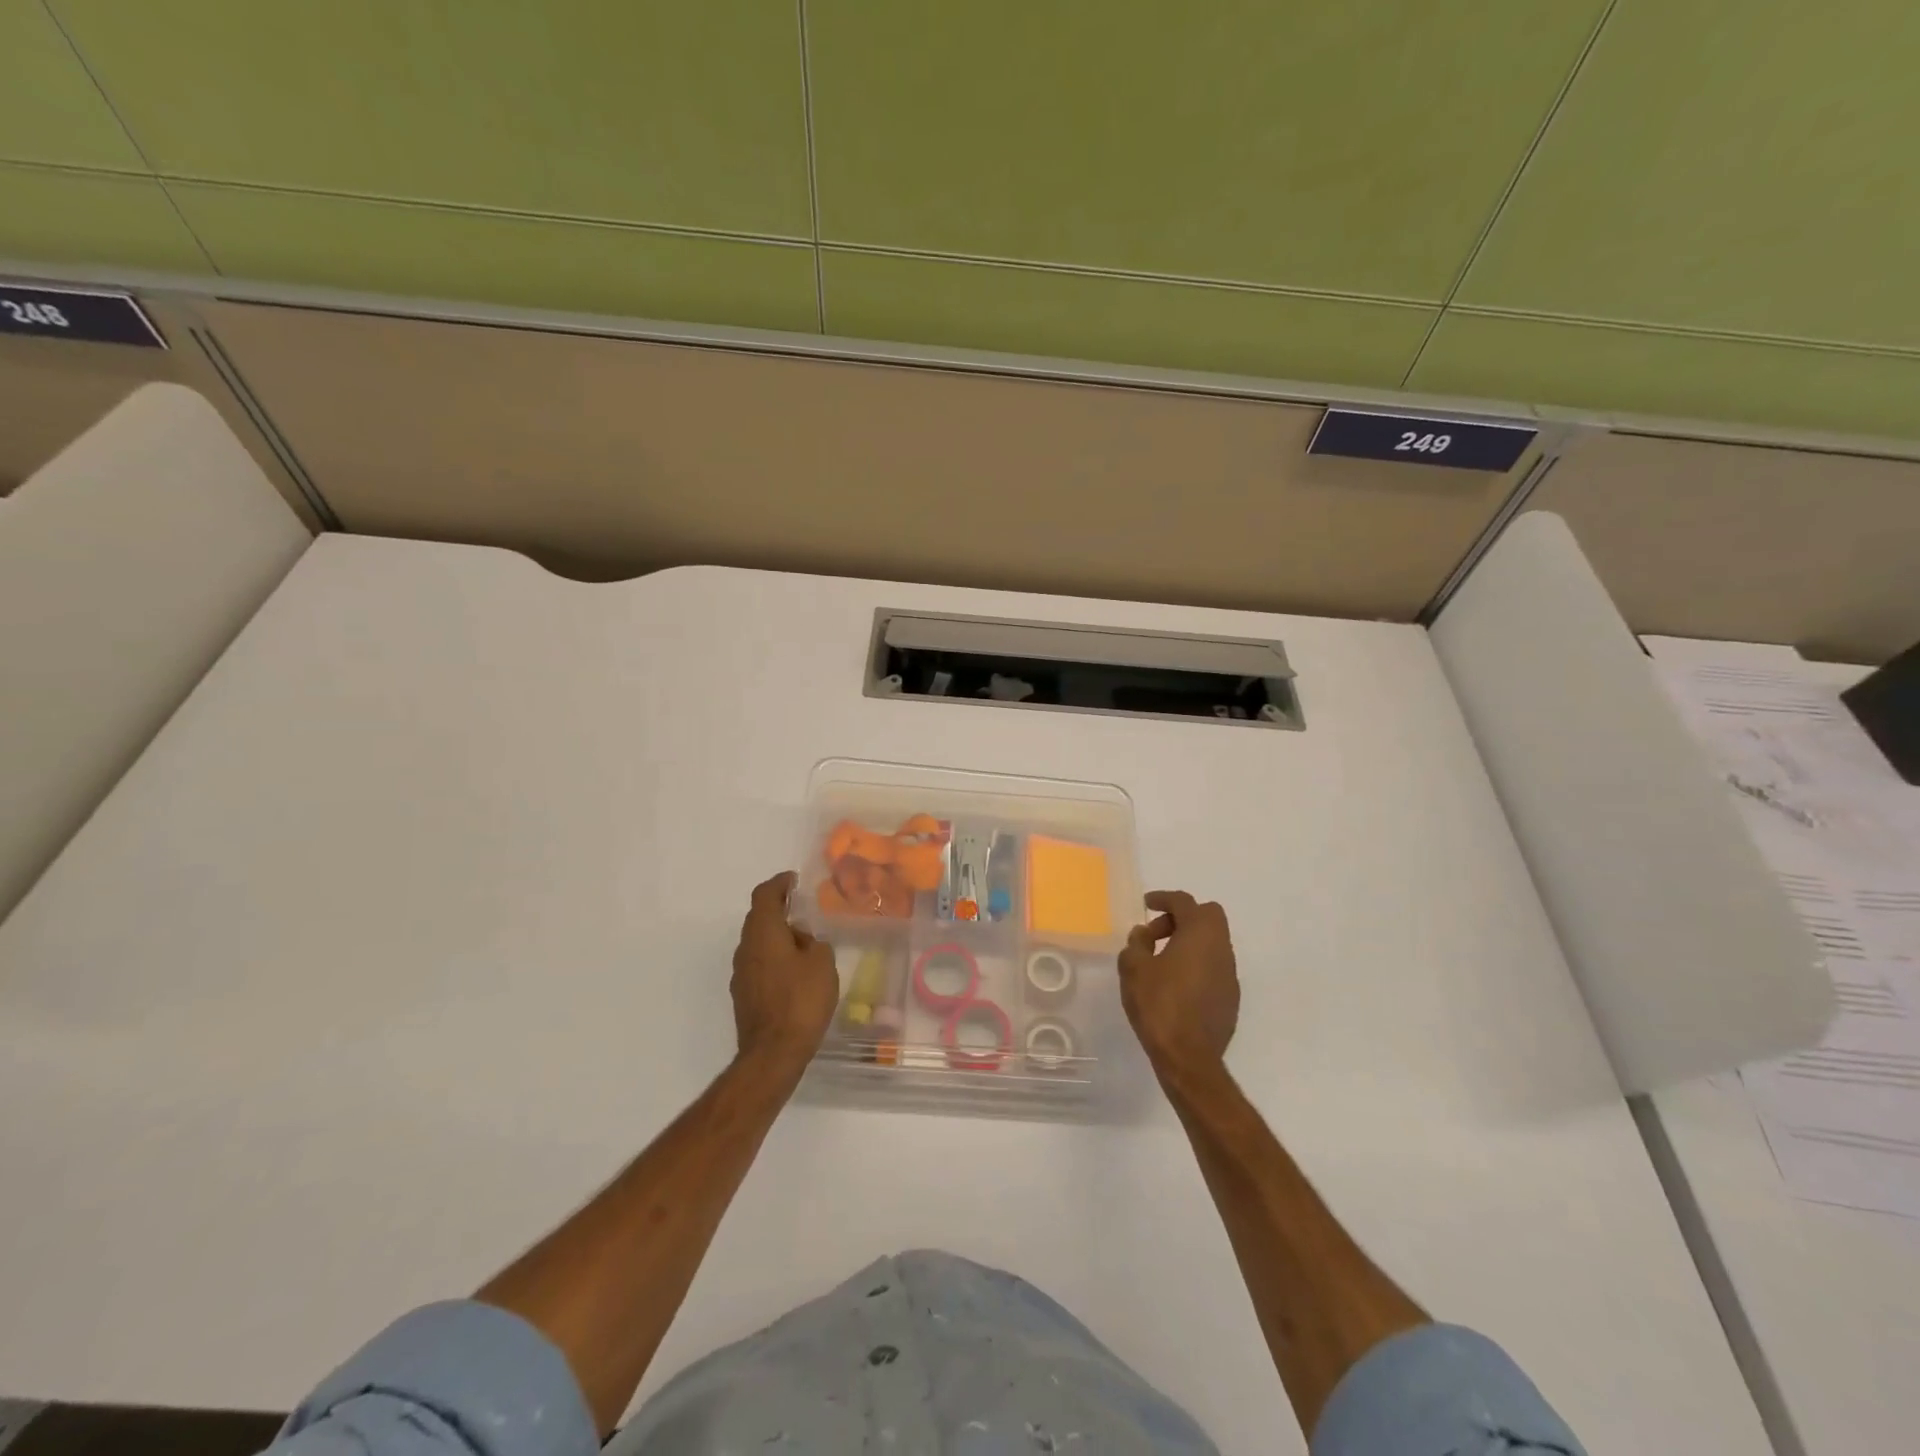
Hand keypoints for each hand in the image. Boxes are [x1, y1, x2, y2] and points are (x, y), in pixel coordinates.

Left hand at [731, 872, 839, 1073]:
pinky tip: (795, 973)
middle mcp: (745, 948)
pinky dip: (774, 959)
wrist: (773, 1053)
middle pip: (758, 918)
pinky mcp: (743, 995)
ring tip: (805, 945)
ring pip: (758, 943)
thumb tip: (802, 940)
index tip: (794, 880)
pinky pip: (759, 965)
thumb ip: (814, 942)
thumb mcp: (822, 963)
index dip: (779, 883)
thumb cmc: (801, 1000)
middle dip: (779, 910)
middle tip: (804, 912)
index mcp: (763, 932)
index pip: (764, 895)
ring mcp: (740, 974)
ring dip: (777, 937)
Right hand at [1119, 890, 1239, 1075]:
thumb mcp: (1134, 968)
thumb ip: (1137, 943)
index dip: (1163, 898)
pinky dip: (1196, 965)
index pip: (1184, 902)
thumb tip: (1144, 934)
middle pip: (1207, 916)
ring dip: (1189, 942)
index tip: (1146, 904)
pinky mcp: (1230, 998)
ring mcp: (1230, 974)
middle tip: (1155, 934)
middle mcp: (1221, 948)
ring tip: (1161, 961)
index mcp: (1200, 934)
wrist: (1189, 1057)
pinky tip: (1175, 985)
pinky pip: (1213, 967)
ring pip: (1212, 943)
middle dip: (1182, 917)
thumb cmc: (1159, 1004)